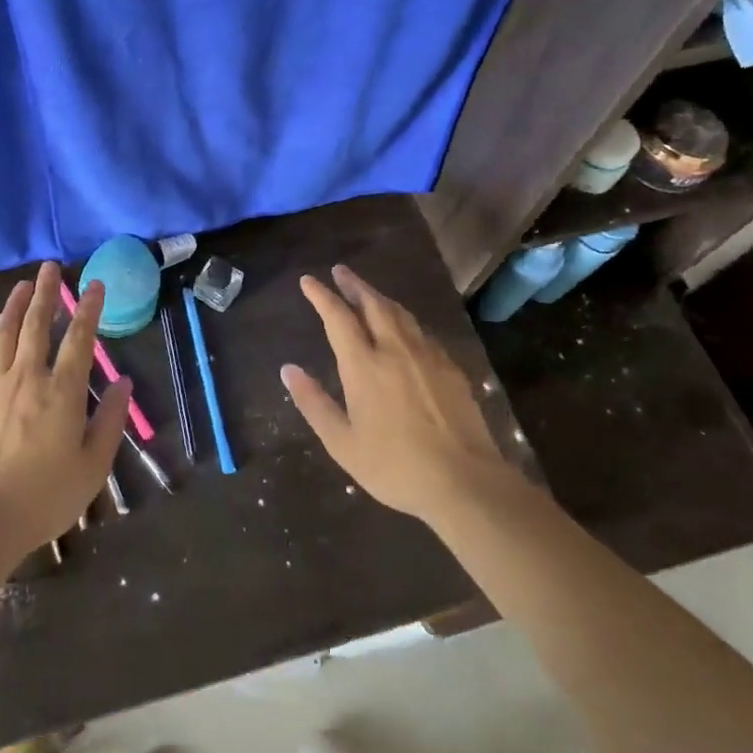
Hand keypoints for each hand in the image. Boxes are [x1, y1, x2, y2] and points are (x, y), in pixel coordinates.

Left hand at [0, 262, 129, 559]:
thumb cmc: (47, 495)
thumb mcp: (94, 464)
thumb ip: (111, 420)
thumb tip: (125, 383)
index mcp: (62, 391)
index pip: (79, 339)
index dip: (89, 309)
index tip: (95, 285)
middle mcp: (28, 378)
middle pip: (37, 325)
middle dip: (46, 293)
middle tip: (50, 268)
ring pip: (4, 335)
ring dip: (13, 307)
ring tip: (21, 287)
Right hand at [282, 264, 513, 528]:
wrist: (464, 481)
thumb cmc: (395, 466)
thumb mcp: (342, 443)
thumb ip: (314, 403)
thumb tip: (288, 369)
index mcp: (364, 366)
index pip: (338, 317)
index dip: (321, 295)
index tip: (309, 280)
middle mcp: (394, 349)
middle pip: (372, 304)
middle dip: (354, 284)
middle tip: (340, 271)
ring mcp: (427, 355)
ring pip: (400, 313)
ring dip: (379, 297)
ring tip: (368, 293)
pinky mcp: (451, 368)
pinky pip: (422, 332)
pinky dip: (405, 320)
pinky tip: (405, 328)